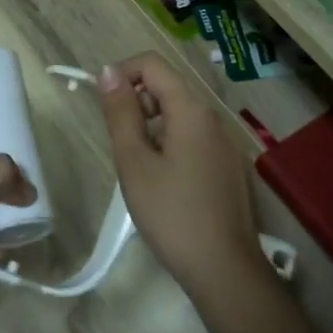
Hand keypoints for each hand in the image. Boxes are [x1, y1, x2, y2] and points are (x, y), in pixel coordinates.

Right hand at [95, 53, 255, 292]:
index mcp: (191, 109)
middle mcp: (212, 117)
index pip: (153, 64)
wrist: (224, 268)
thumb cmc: (171, 213)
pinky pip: (193, 137)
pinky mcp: (228, 165)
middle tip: (121, 144)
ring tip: (139, 166)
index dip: (122, 73)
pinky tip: (164, 182)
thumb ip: (120, 113)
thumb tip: (108, 72)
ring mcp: (225, 142)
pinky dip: (170, 143)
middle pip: (168, 86)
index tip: (104, 106)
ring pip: (180, 114)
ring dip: (152, 125)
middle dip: (137, 102)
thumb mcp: (134, 161)